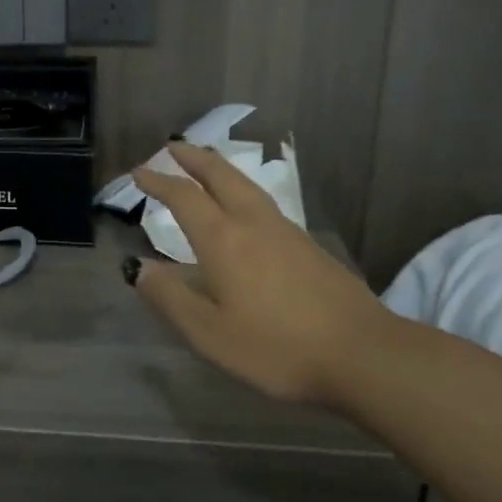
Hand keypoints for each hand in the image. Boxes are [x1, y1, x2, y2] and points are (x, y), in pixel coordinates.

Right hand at [128, 142, 397, 402]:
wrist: (363, 355)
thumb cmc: (276, 347)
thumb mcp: (209, 333)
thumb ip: (170, 297)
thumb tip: (137, 269)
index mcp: (223, 240)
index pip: (183, 198)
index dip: (158, 182)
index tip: (138, 173)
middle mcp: (253, 224)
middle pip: (221, 176)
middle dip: (195, 158)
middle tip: (174, 147)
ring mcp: (286, 232)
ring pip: (247, 187)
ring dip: (221, 170)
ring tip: (208, 165)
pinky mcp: (310, 247)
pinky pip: (265, 203)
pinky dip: (243, 191)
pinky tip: (246, 209)